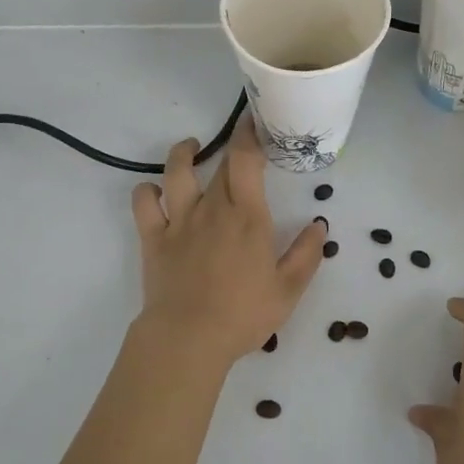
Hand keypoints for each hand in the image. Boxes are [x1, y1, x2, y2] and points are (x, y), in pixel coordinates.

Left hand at [130, 116, 327, 365]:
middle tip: (241, 144)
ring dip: (183, 154)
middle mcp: (212, 209)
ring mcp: (178, 222)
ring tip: (191, 148)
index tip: (256, 125)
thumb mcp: (287, 290)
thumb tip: (319, 226)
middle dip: (231, 149)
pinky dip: (146, 191)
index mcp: (247, 217)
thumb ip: (306, 254)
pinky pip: (143, 204)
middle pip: (219, 167)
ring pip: (176, 173)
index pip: (245, 161)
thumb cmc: (243, 315)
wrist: (188, 338)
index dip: (249, 136)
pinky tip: (154, 191)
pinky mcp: (153, 239)